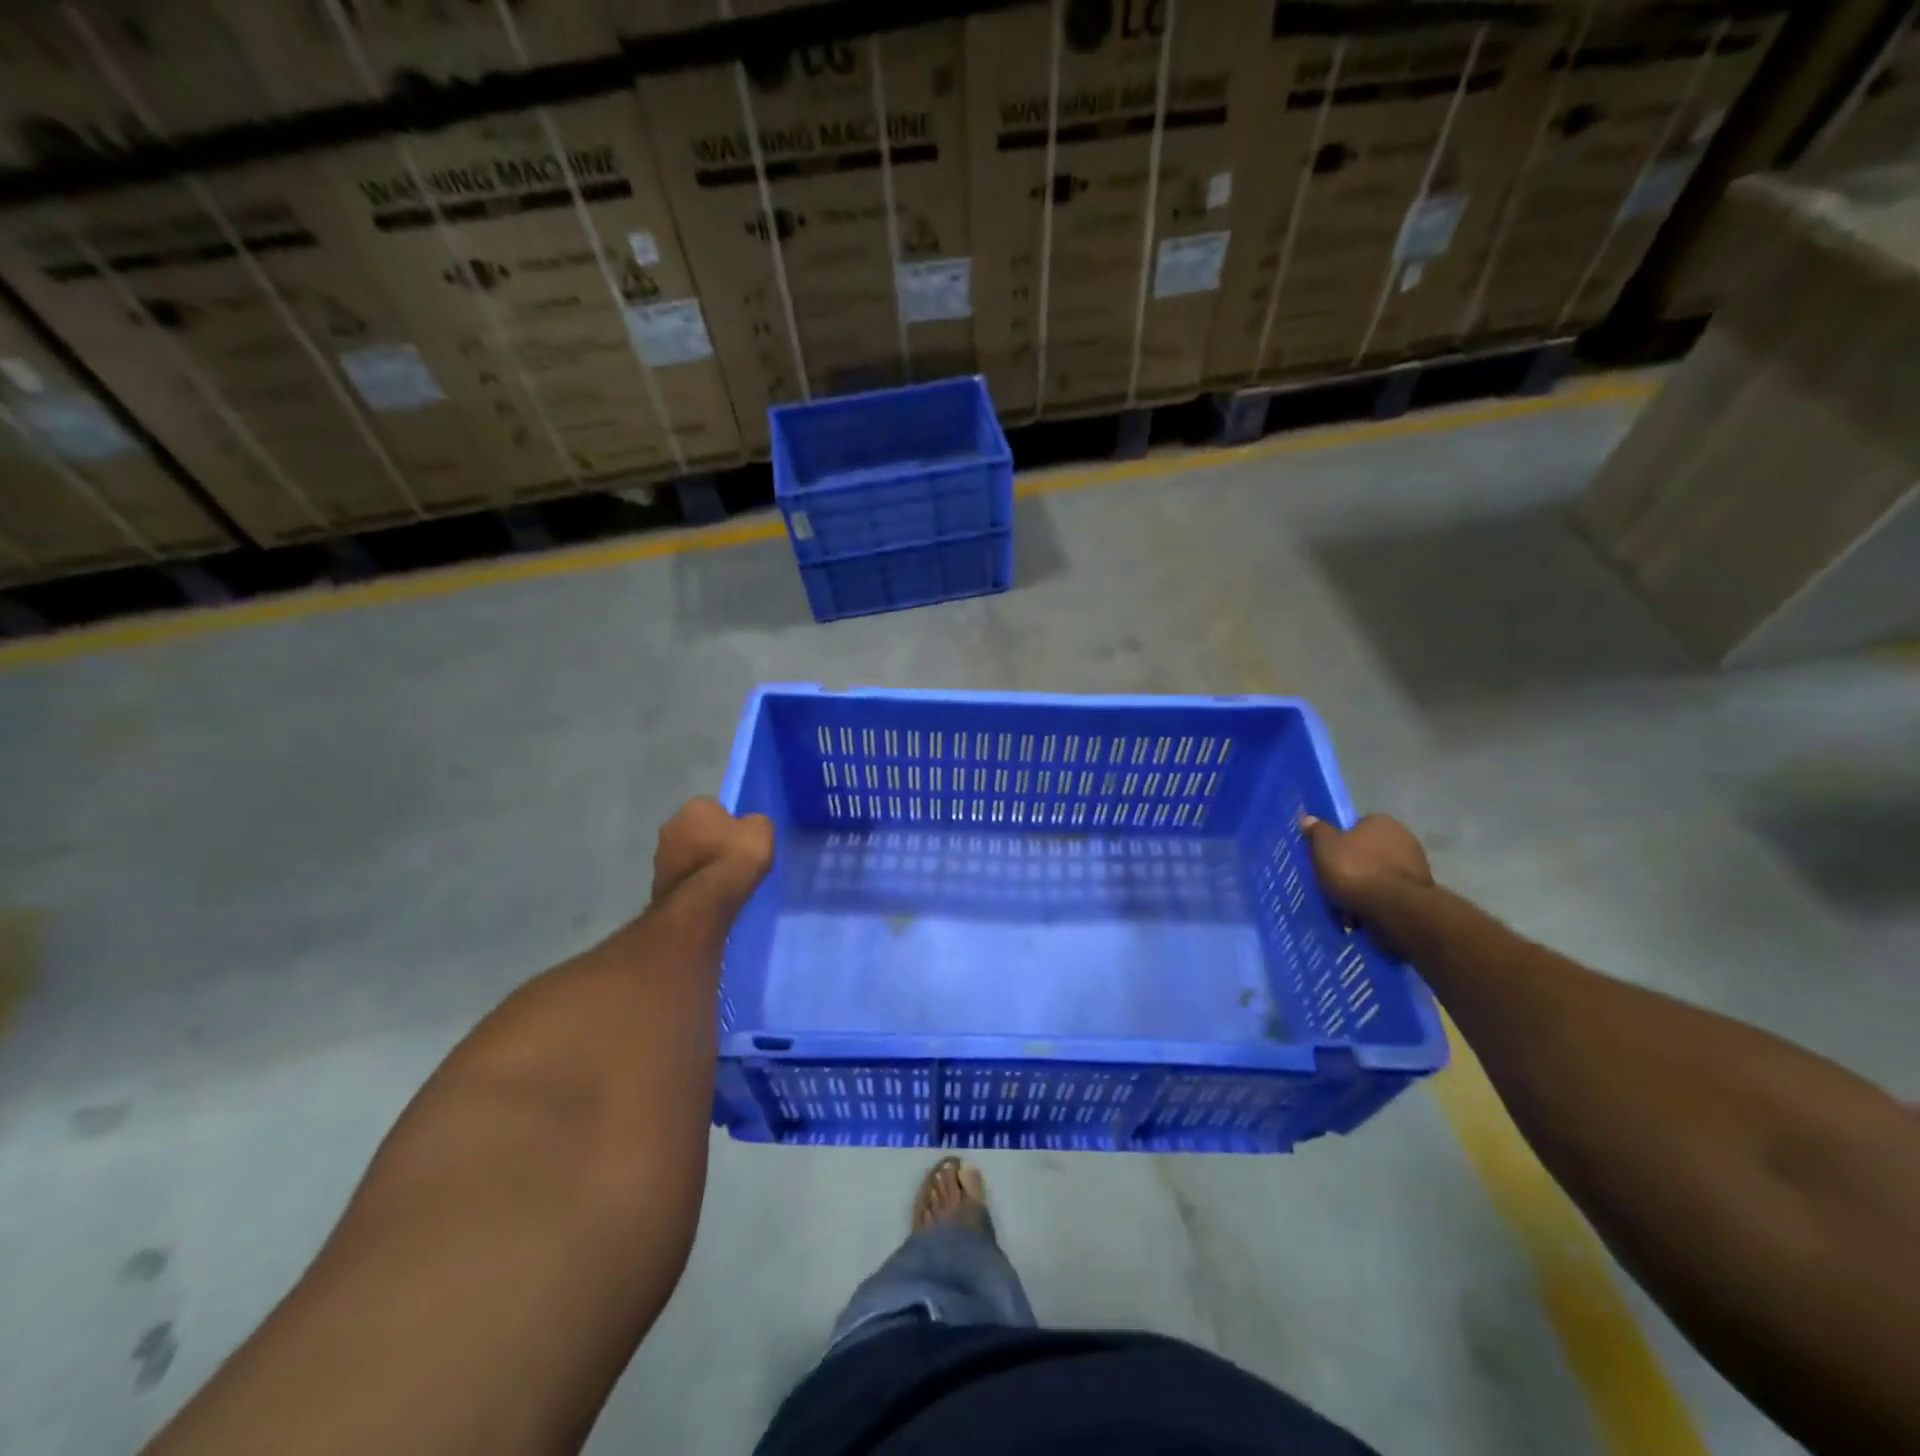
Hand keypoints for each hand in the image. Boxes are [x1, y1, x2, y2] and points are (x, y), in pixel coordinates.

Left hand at [650, 797, 774, 919]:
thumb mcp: (762, 829)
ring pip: (685, 854)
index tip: (740, 839)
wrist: (707, 899)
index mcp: (695, 805)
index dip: (729, 824)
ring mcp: (659, 854)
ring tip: (720, 880)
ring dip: (698, 862)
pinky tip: (708, 894)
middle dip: (708, 841)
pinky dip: (692, 882)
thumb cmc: (735, 855)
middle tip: (729, 858)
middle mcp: (671, 824)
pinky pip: (682, 877)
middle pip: (695, 830)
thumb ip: (753, 822)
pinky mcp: (657, 882)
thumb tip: (748, 826)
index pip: (714, 808)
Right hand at [1300, 812, 1432, 917]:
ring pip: (1378, 876)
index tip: (1328, 859)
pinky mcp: (1420, 893)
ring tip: (1345, 907)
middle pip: (1368, 852)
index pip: (1356, 827)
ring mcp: (1416, 866)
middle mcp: (1403, 838)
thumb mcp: (1324, 847)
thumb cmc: (1355, 870)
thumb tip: (1308, 818)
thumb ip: (1316, 831)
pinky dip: (1377, 904)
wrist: (1395, 909)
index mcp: (1381, 822)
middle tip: (1333, 884)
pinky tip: (1362, 917)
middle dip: (1353, 868)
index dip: (1340, 843)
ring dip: (1364, 889)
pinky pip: (1389, 896)